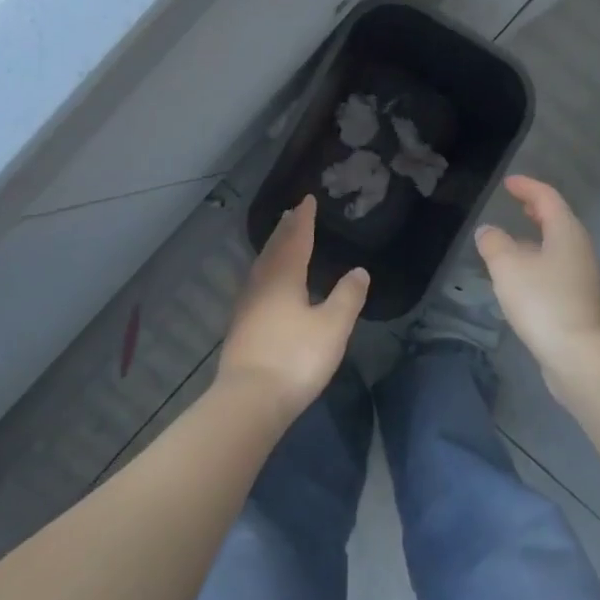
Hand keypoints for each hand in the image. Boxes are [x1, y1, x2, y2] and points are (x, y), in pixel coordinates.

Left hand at [216, 196, 368, 421]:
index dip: (303, 219)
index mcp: (284, 278)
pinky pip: (256, 284)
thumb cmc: (295, 358)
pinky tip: (269, 285)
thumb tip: (359, 270)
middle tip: (292, 214)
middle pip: (274, 250)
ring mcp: (246, 306)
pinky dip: (266, 272)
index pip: (296, 240)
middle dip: (285, 230)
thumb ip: (347, 297)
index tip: (307, 200)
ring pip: (261, 267)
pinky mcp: (241, 327)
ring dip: (273, 250)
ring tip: (281, 241)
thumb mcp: (332, 327)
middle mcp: (261, 284)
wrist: (249, 400)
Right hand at [474, 176, 599, 367]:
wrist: (577, 354)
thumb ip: (494, 243)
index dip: (527, 187)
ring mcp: (582, 276)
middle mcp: (580, 249)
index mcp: (566, 233)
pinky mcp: (578, 301)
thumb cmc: (542, 301)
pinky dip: (539, 262)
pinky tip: (522, 277)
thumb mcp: (507, 267)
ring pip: (558, 247)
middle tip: (518, 205)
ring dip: (537, 239)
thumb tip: (488, 231)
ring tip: (513, 242)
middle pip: (558, 221)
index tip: (509, 183)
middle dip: (537, 210)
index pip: (547, 198)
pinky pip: (556, 269)